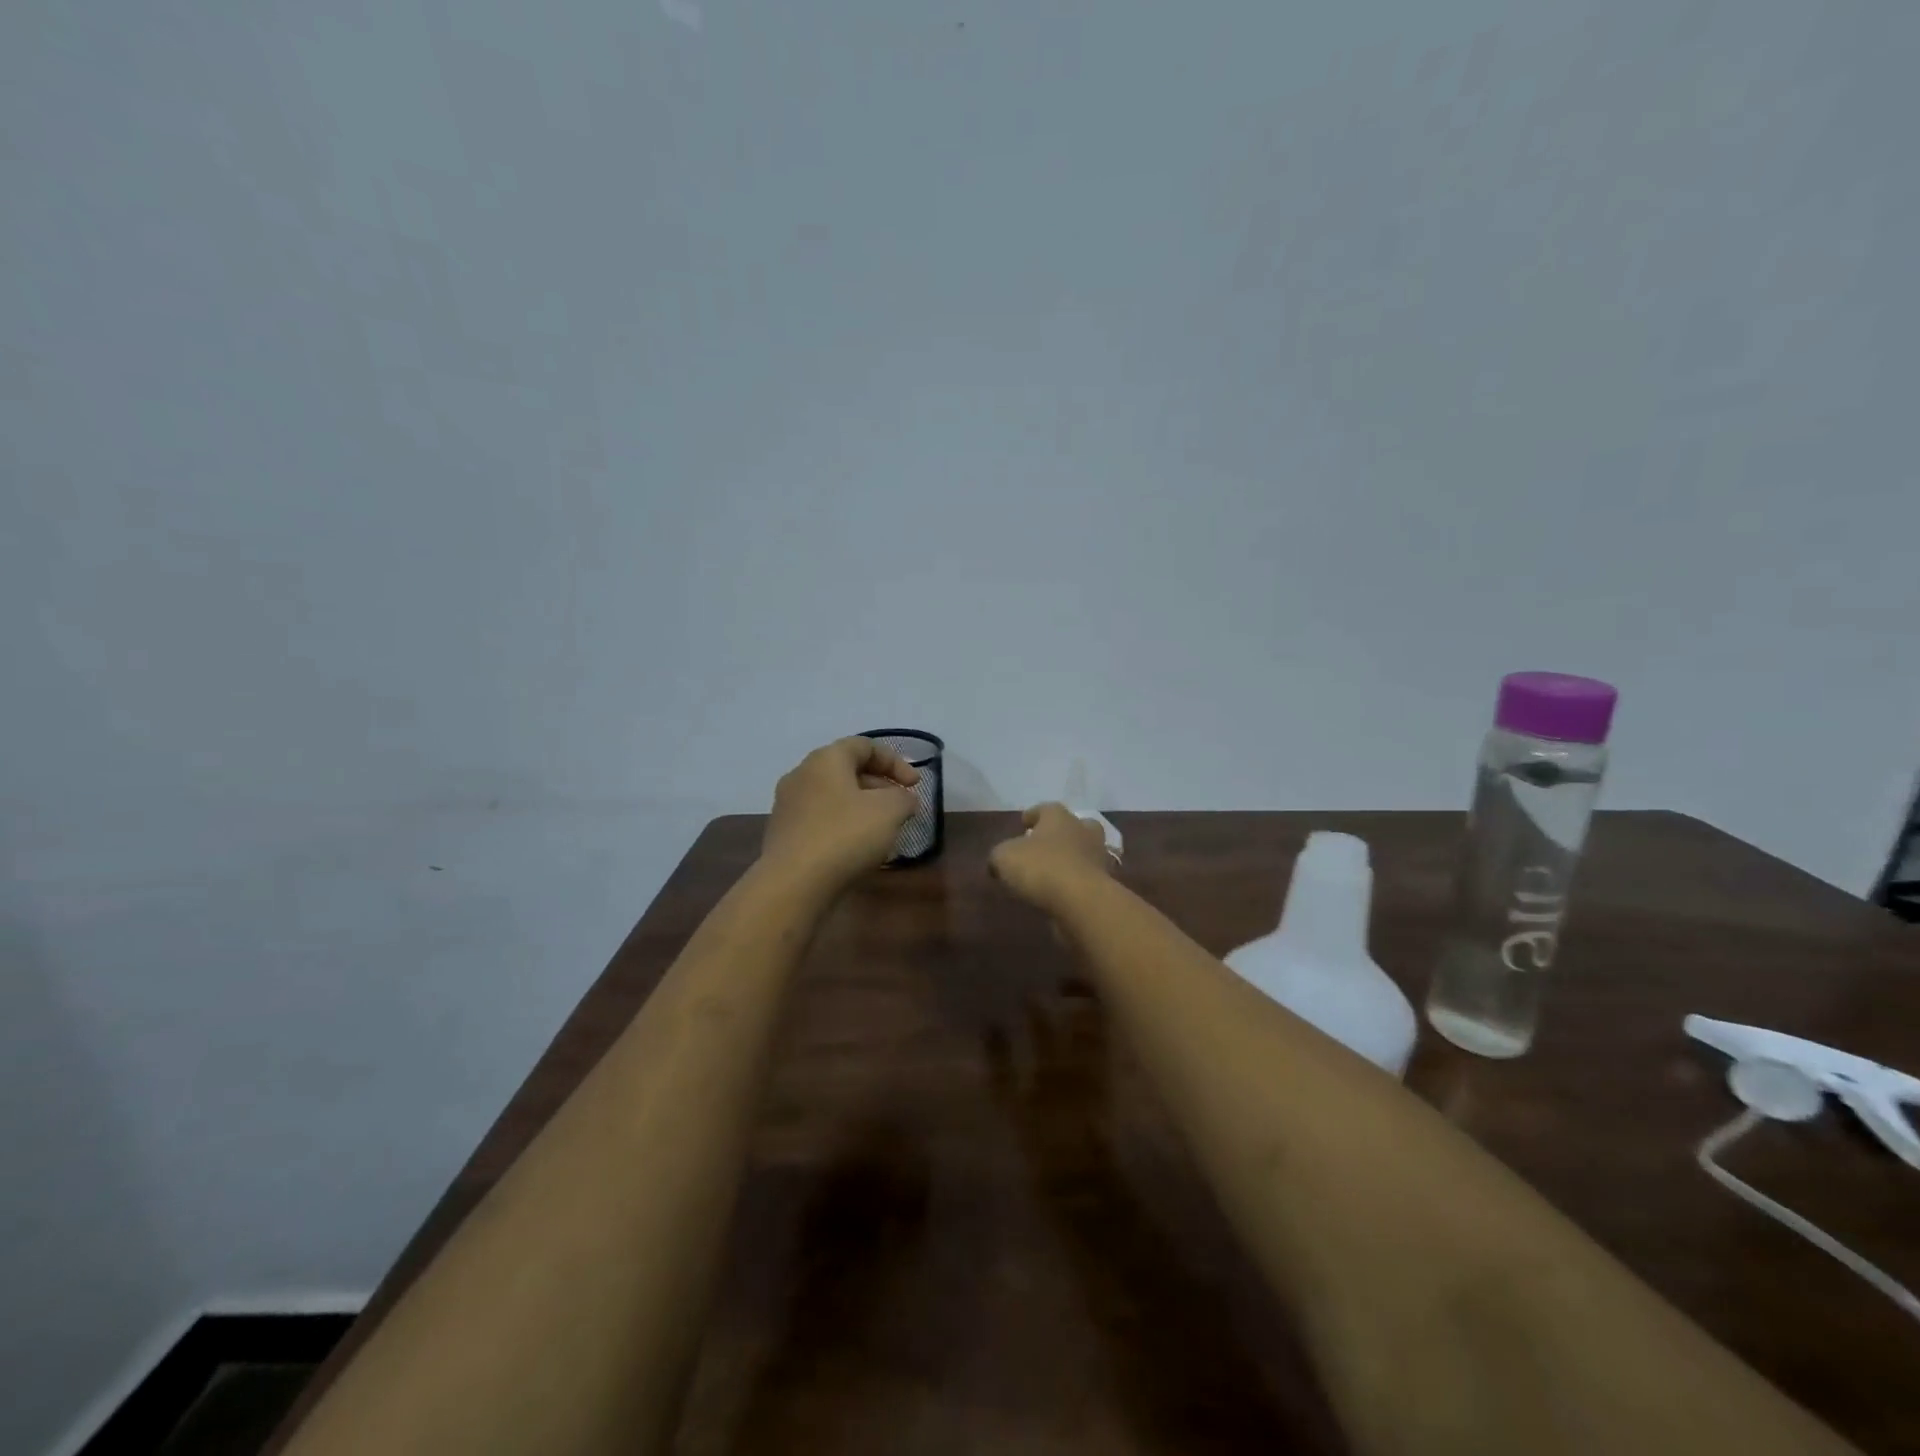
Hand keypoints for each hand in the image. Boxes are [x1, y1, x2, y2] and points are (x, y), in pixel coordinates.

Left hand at [762, 738, 921, 894]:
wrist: (794, 884)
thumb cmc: (845, 835)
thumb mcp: (890, 810)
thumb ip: (903, 798)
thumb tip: (903, 799)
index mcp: (825, 759)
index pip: (864, 746)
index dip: (895, 761)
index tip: (915, 785)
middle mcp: (801, 775)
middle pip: (847, 770)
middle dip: (880, 785)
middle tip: (902, 807)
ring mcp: (788, 806)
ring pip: (833, 797)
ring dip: (862, 807)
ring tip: (883, 829)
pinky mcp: (784, 834)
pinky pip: (820, 820)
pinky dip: (843, 826)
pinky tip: (857, 848)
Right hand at [989, 803, 1114, 913]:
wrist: (1082, 901)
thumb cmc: (1041, 868)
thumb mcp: (1004, 858)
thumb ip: (999, 856)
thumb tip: (998, 862)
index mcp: (1059, 818)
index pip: (1046, 808)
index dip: (1033, 815)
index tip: (1024, 823)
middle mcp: (1082, 831)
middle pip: (1074, 826)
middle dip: (1060, 833)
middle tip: (1044, 845)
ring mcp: (1097, 858)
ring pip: (1084, 852)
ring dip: (1070, 859)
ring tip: (1051, 872)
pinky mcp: (1104, 884)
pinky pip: (1087, 878)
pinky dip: (1076, 883)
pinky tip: (1061, 893)